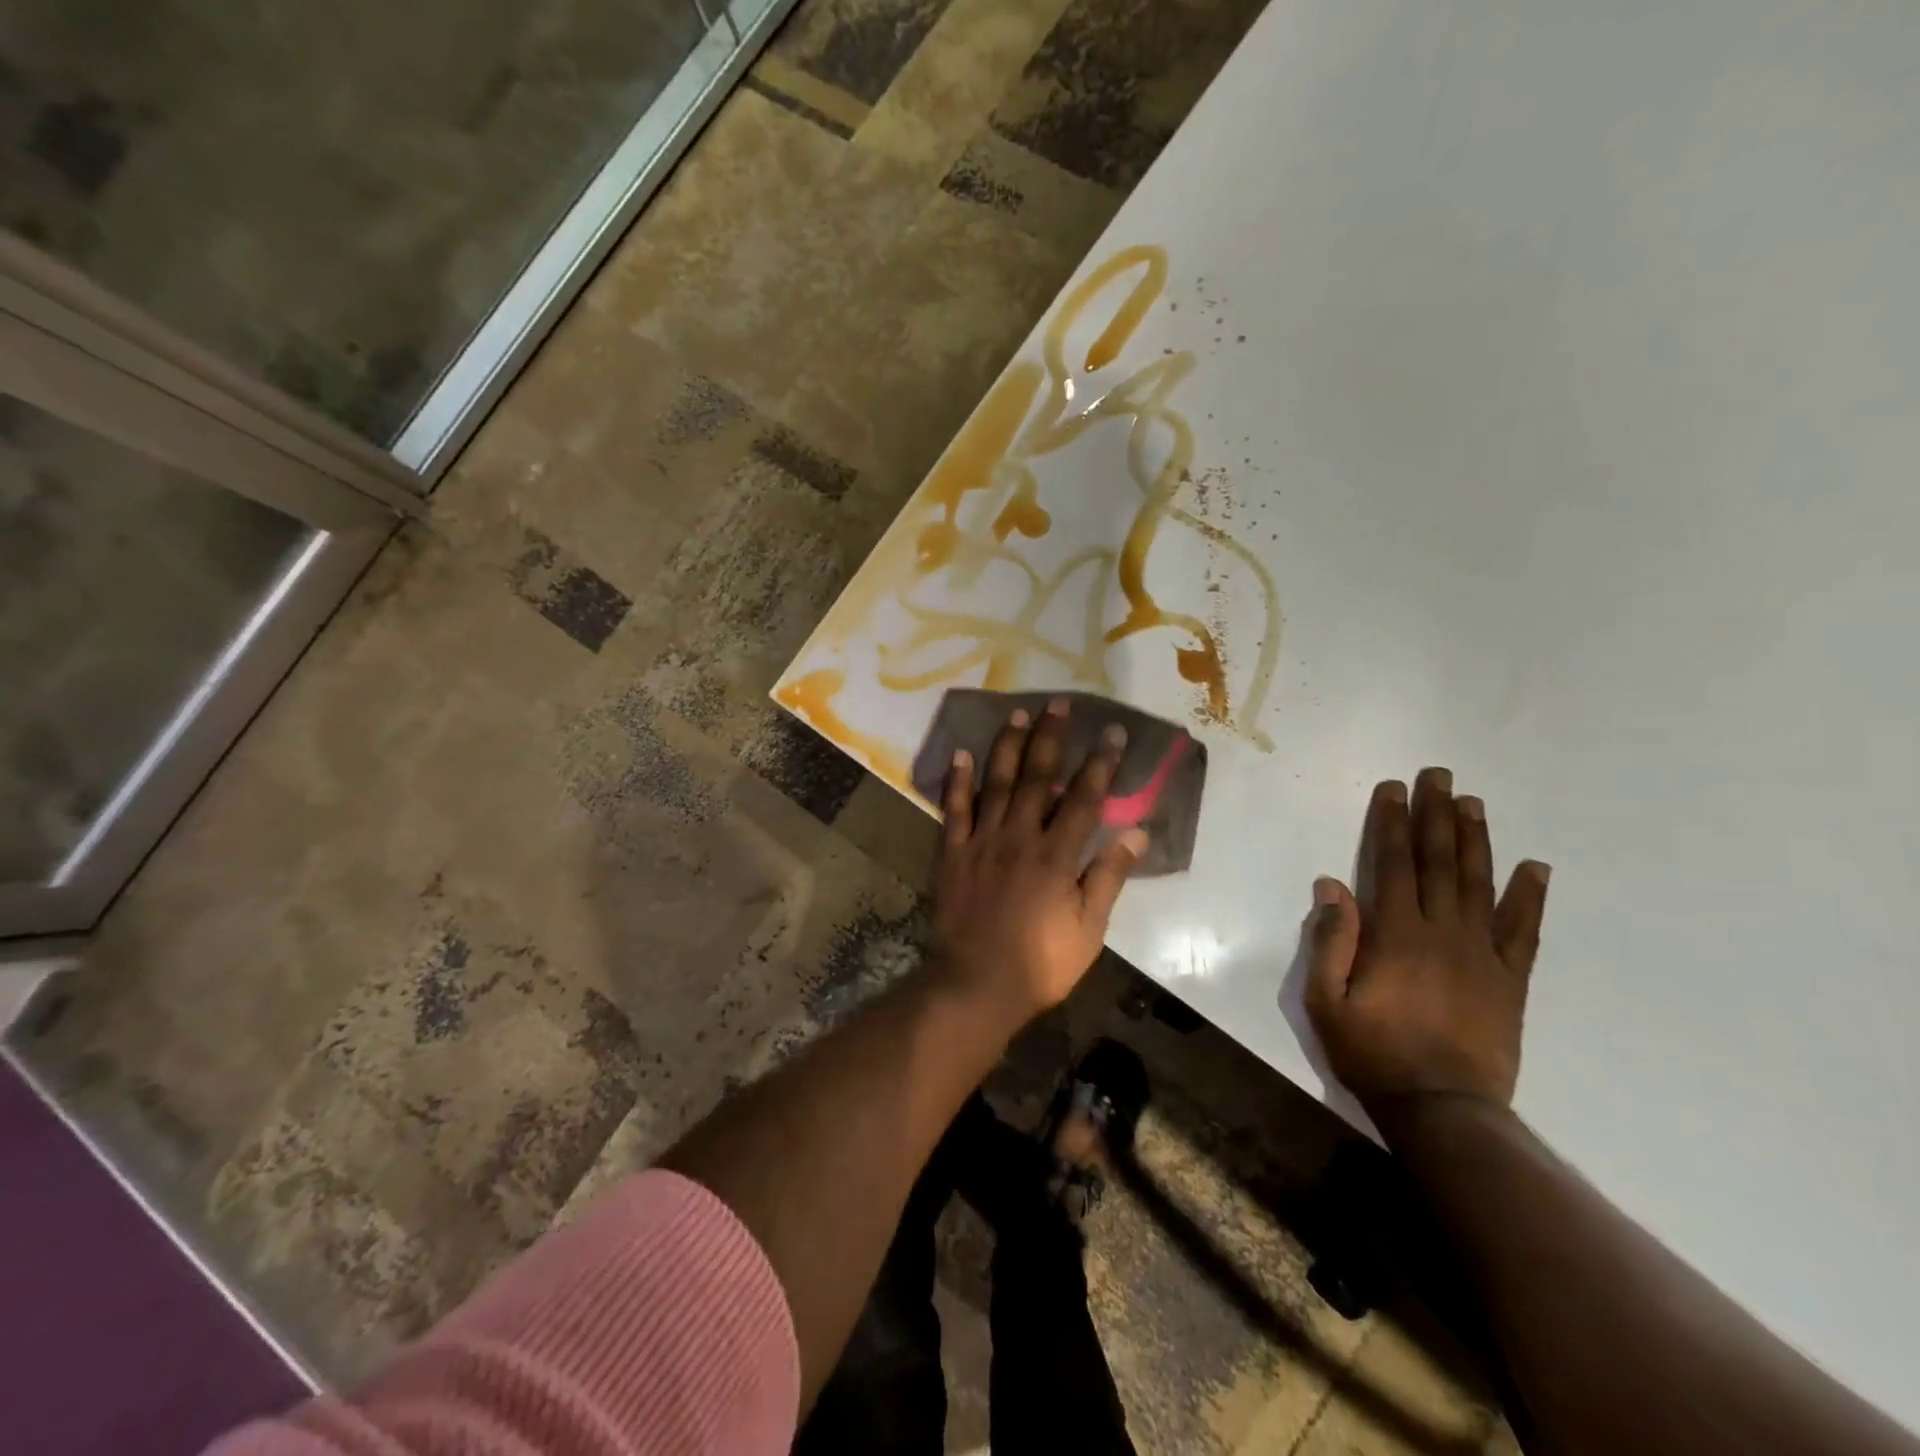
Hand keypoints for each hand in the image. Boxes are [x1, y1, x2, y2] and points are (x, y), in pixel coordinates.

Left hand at [928, 698, 1147, 1020]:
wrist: (976, 984)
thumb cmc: (1040, 962)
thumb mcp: (1088, 929)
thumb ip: (1109, 877)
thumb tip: (1137, 833)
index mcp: (1056, 855)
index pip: (1084, 798)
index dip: (1100, 763)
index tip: (1112, 733)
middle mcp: (1019, 836)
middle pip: (1037, 777)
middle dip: (1050, 737)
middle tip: (1057, 703)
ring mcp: (981, 841)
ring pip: (996, 783)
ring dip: (1007, 746)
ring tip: (1017, 714)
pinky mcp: (952, 853)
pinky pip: (954, 810)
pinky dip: (957, 781)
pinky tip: (961, 755)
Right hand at [1304, 768, 1550, 1113]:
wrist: (1443, 1109)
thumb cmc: (1372, 1053)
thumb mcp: (1325, 1000)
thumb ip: (1329, 941)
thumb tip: (1332, 885)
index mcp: (1395, 934)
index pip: (1392, 864)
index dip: (1391, 823)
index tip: (1393, 788)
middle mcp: (1441, 932)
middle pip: (1438, 862)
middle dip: (1435, 815)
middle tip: (1439, 776)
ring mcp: (1481, 954)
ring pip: (1479, 884)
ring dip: (1476, 839)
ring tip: (1473, 803)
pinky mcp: (1509, 980)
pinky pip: (1522, 930)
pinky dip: (1529, 897)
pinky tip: (1535, 867)